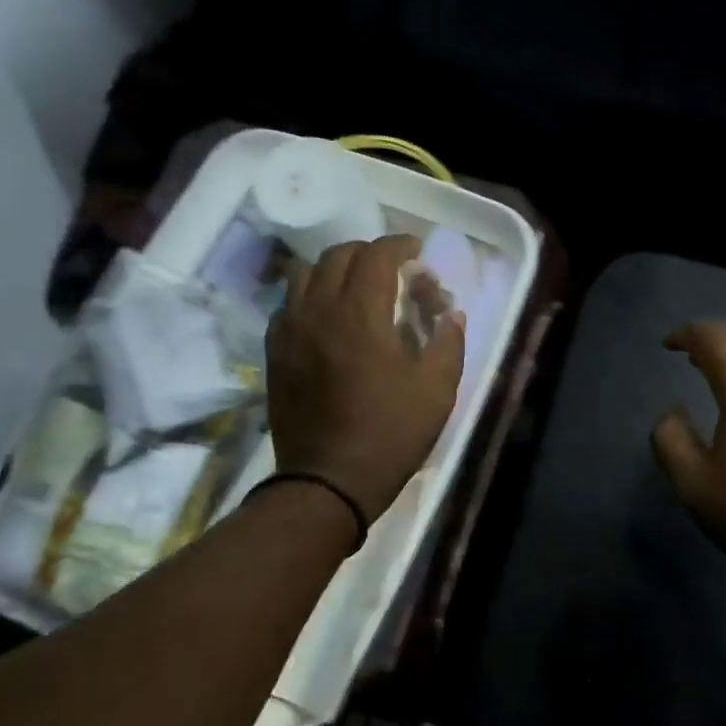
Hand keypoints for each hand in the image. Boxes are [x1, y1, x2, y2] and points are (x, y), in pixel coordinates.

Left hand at [267, 235, 465, 523]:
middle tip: (393, 272)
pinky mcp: (274, 352)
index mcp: (360, 313)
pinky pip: (288, 304)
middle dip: (369, 254)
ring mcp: (290, 330)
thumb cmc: (391, 433)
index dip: (400, 245)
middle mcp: (318, 310)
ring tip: (357, 289)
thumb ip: (449, 340)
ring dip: (335, 270)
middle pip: (338, 255)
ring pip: (306, 274)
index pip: (376, 254)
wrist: (329, 480)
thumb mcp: (437, 389)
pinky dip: (311, 296)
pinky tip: (329, 319)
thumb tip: (451, 312)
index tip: (416, 253)